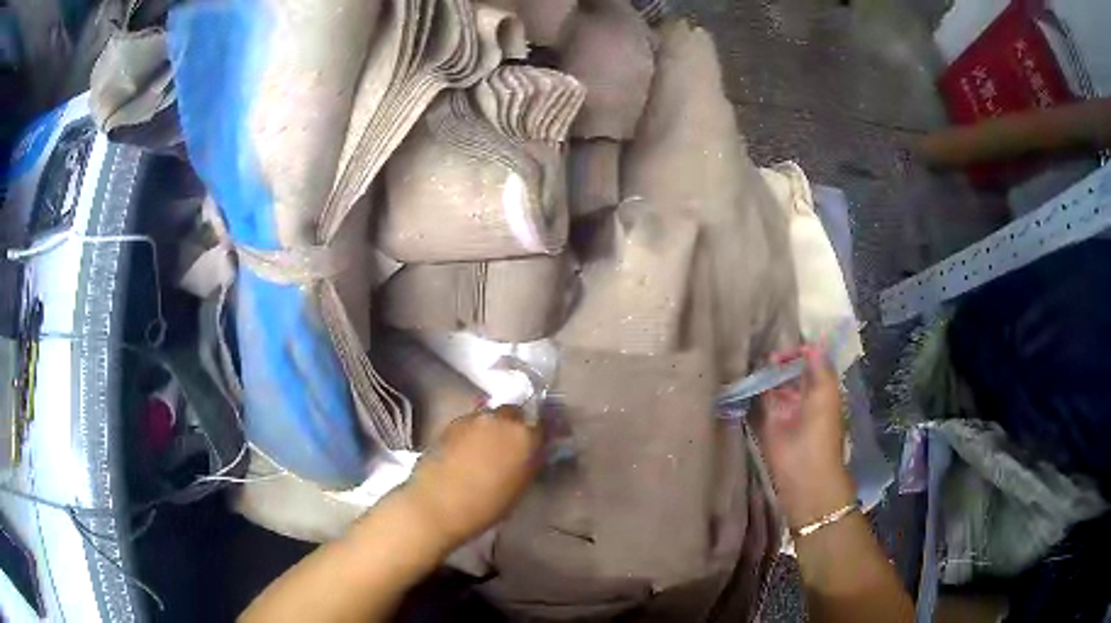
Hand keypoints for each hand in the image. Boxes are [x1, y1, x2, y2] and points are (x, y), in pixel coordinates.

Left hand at [405, 405, 540, 547]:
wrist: (437, 504)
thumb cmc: (486, 506)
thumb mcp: (519, 488)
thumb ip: (530, 464)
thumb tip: (533, 455)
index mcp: (525, 436)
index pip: (543, 426)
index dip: (539, 437)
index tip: (537, 447)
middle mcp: (501, 419)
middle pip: (515, 414)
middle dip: (515, 426)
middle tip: (511, 447)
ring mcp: (474, 418)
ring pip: (491, 416)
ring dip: (493, 428)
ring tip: (486, 450)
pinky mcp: (451, 423)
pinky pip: (470, 423)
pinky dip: (473, 433)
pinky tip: (467, 452)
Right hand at [756, 345, 854, 529]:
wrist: (804, 475)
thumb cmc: (821, 433)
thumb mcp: (826, 395)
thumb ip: (820, 367)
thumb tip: (814, 342)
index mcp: (820, 389)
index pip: (808, 361)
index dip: (797, 351)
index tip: (781, 349)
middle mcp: (801, 396)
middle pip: (788, 371)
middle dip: (777, 360)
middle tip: (760, 352)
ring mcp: (782, 411)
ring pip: (772, 385)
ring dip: (763, 374)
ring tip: (748, 362)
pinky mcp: (765, 424)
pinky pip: (758, 402)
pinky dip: (751, 390)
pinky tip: (741, 379)